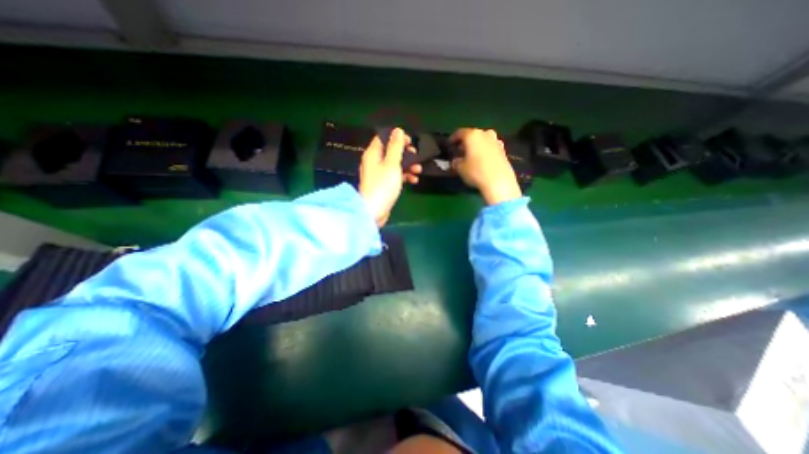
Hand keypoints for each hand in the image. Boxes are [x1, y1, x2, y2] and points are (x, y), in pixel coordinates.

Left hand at [361, 127, 423, 225]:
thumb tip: (398, 130)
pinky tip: (413, 180)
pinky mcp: (383, 185)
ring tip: (418, 170)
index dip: (397, 137)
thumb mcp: (392, 164)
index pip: (384, 138)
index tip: (410, 142)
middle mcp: (374, 162)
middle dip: (406, 153)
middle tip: (417, 156)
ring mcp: (378, 174)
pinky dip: (404, 176)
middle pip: (391, 151)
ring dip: (407, 166)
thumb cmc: (383, 186)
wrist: (374, 211)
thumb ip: (395, 147)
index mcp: (373, 153)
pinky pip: (395, 176)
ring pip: (395, 164)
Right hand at [452, 127, 521, 205]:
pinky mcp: (503, 150)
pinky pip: (490, 148)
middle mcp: (485, 134)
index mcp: (472, 135)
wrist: (499, 181)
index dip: (453, 139)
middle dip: (466, 142)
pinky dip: (484, 151)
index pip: (459, 133)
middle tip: (460, 151)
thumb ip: (455, 162)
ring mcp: (496, 141)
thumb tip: (456, 161)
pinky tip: (481, 160)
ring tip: (471, 156)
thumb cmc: (476, 172)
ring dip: (476, 146)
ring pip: (482, 140)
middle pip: (473, 135)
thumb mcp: (460, 168)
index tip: (449, 145)